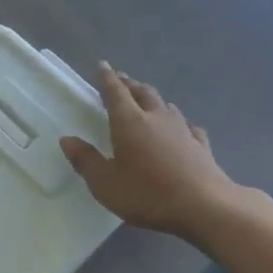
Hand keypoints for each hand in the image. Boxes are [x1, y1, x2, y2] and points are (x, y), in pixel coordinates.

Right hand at [60, 62, 244, 241]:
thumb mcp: (105, 183)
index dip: (107, 79)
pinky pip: (187, 126)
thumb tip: (67, 140)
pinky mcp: (200, 145)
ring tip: (147, 100)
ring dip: (153, 100)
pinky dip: (179, 122)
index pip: (115, 93)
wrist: (204, 207)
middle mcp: (156, 118)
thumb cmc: (147, 194)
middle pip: (143, 93)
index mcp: (129, 123)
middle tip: (121, 80)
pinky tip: (182, 128)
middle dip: (130, 84)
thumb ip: (85, 160)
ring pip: (166, 106)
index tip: (103, 65)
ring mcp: (182, 130)